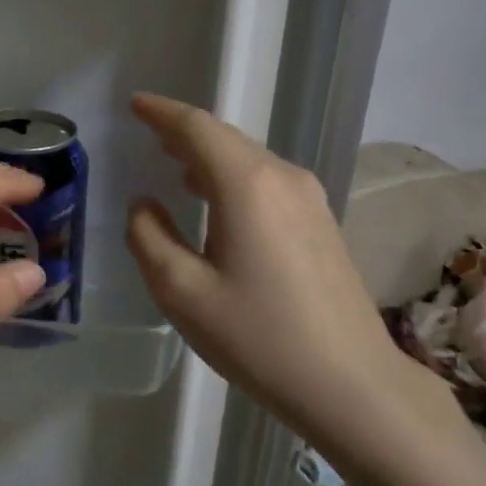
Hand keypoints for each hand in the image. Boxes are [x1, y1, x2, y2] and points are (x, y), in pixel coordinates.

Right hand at [125, 93, 426, 441]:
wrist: (350, 382)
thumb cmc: (257, 337)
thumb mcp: (182, 292)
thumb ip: (149, 238)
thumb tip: (144, 205)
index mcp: (247, 185)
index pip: (197, 128)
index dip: (162, 113)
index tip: (135, 103)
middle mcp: (283, 178)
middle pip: (226, 139)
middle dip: (184, 133)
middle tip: (149, 134)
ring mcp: (310, 199)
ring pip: (249, 161)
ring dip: (209, 157)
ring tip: (175, 166)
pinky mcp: (322, 223)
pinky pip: (267, 183)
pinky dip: (233, 180)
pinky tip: (218, 203)